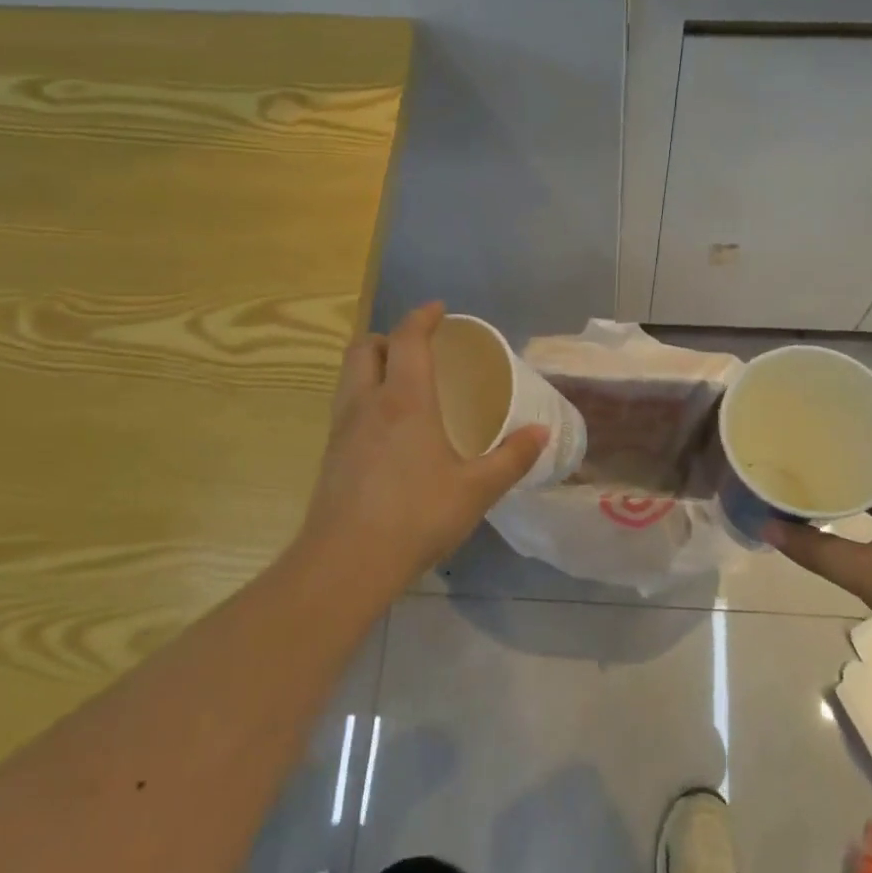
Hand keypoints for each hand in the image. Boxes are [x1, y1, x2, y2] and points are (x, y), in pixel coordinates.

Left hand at [295, 301, 546, 602]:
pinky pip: (345, 406)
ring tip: (401, 383)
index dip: (422, 317)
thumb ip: (512, 458)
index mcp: (404, 400)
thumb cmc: (417, 517)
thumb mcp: (476, 490)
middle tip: (416, 348)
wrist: (346, 563)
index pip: (407, 339)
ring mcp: (342, 429)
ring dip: (371, 365)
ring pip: (349, 376)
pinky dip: (364, 397)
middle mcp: (367, 404)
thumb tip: (542, 433)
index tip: (439, 309)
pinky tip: (387, 429)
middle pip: (365, 348)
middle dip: (388, 337)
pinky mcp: (330, 455)